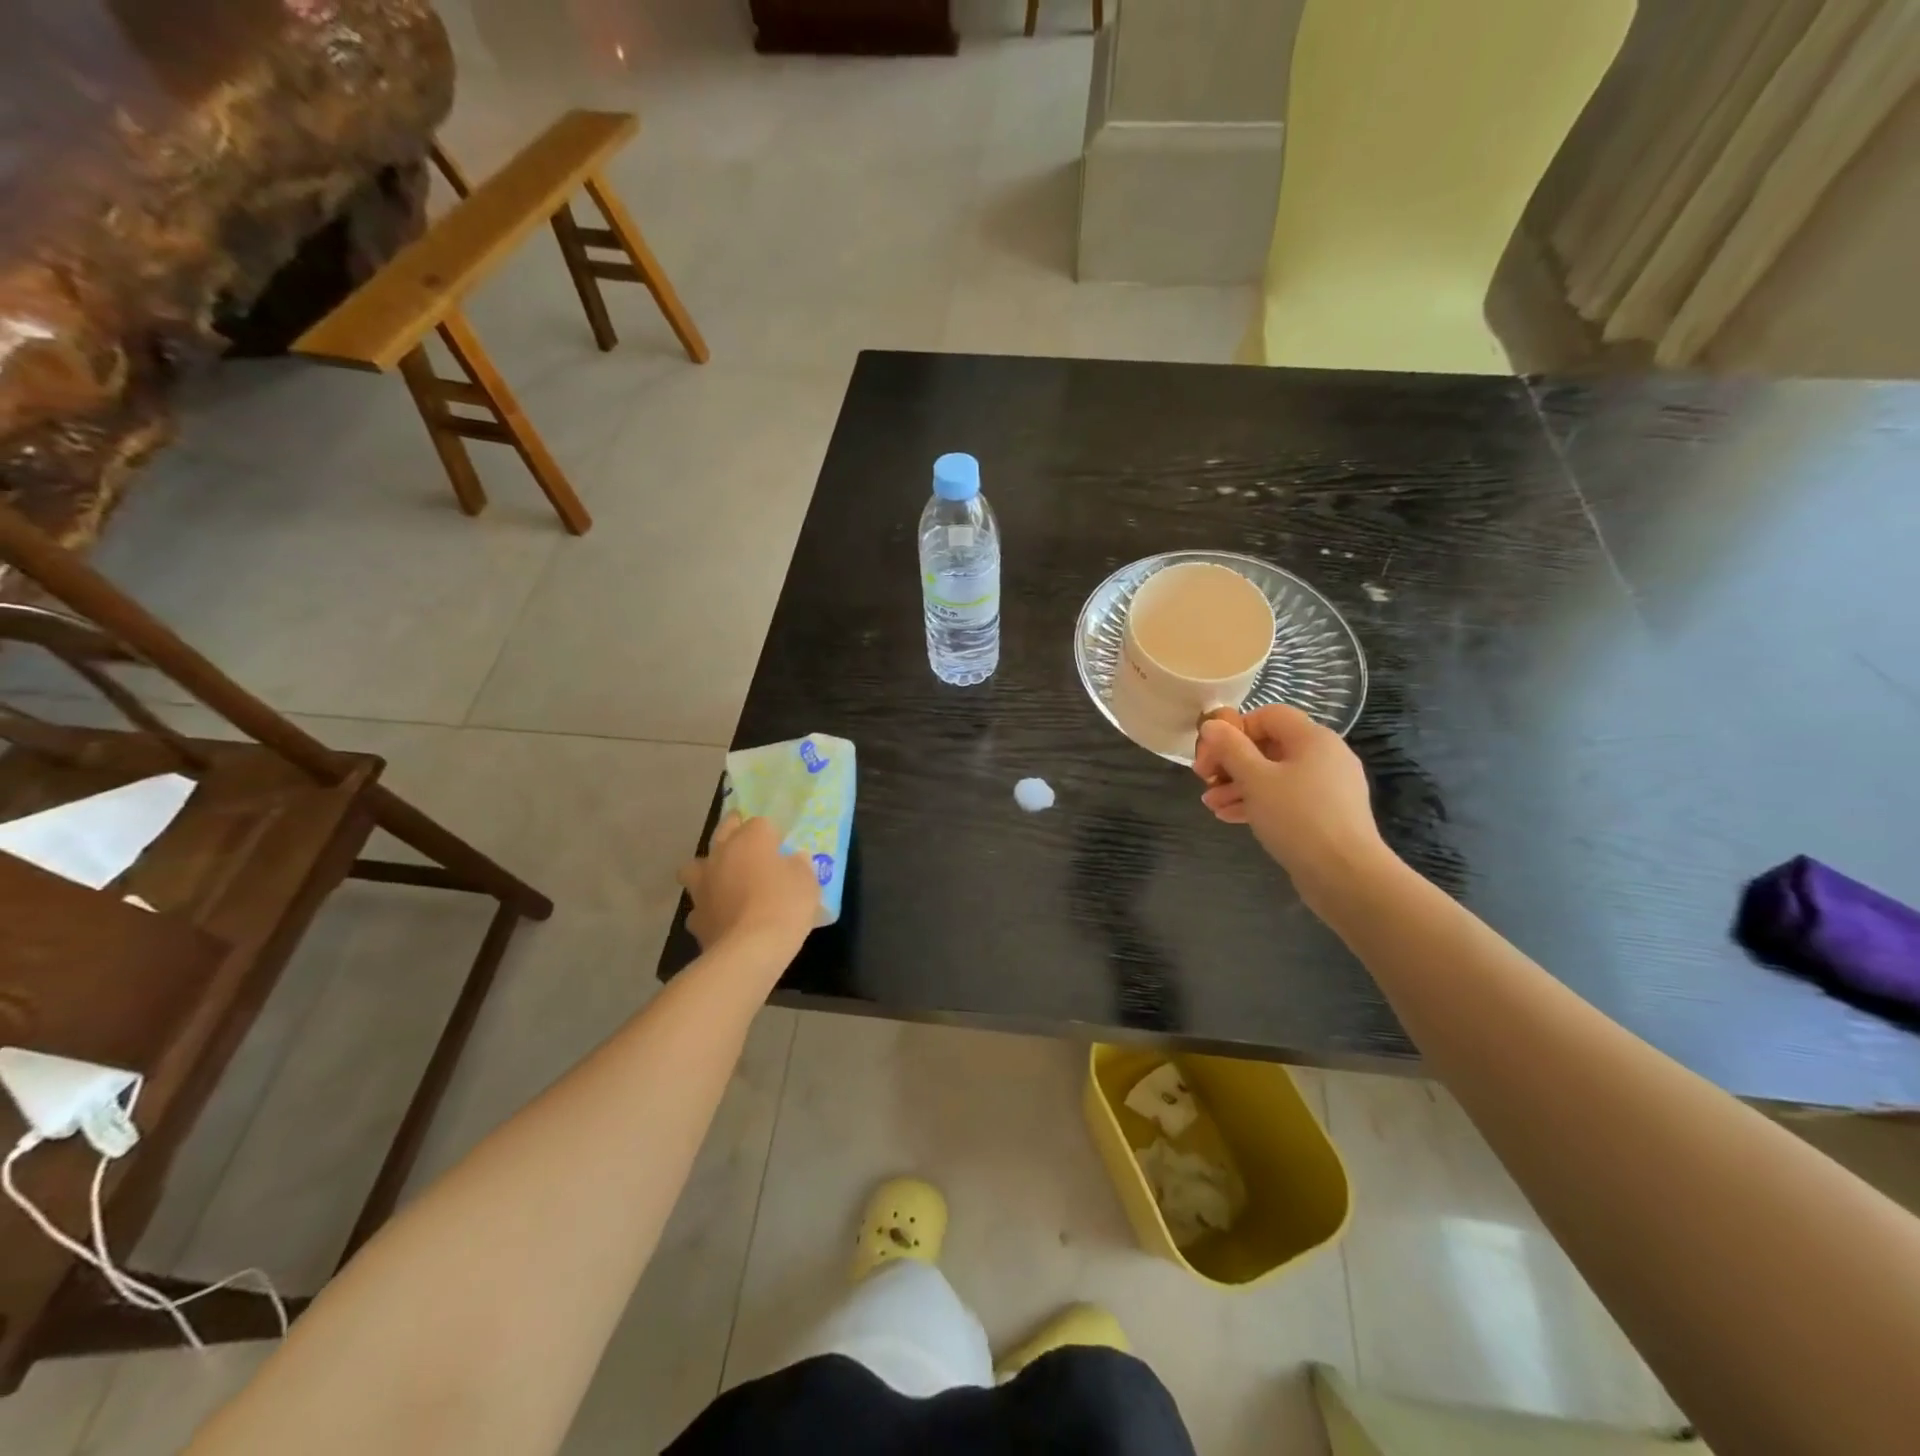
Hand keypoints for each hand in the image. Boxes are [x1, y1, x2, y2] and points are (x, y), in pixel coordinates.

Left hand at [677, 814, 819, 955]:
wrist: (749, 951)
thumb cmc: (784, 906)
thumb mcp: (807, 882)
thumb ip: (799, 866)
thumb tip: (794, 860)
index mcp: (750, 839)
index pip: (759, 822)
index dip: (771, 833)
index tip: (781, 847)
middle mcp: (721, 855)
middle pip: (723, 831)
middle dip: (734, 831)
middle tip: (748, 844)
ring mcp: (702, 886)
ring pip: (695, 867)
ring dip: (707, 869)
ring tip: (722, 880)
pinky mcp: (695, 917)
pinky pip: (699, 905)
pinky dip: (709, 908)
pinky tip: (721, 917)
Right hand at [1192, 705, 1391, 902]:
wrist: (1346, 875)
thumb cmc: (1297, 817)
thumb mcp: (1255, 779)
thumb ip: (1230, 748)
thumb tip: (1211, 724)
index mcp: (1312, 738)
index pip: (1267, 715)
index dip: (1234, 729)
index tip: (1210, 755)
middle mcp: (1324, 755)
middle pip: (1268, 746)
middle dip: (1231, 763)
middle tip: (1204, 781)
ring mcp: (1328, 786)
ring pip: (1274, 775)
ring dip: (1238, 786)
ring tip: (1211, 805)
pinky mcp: (1326, 814)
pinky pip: (1286, 798)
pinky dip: (1259, 802)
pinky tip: (1230, 817)